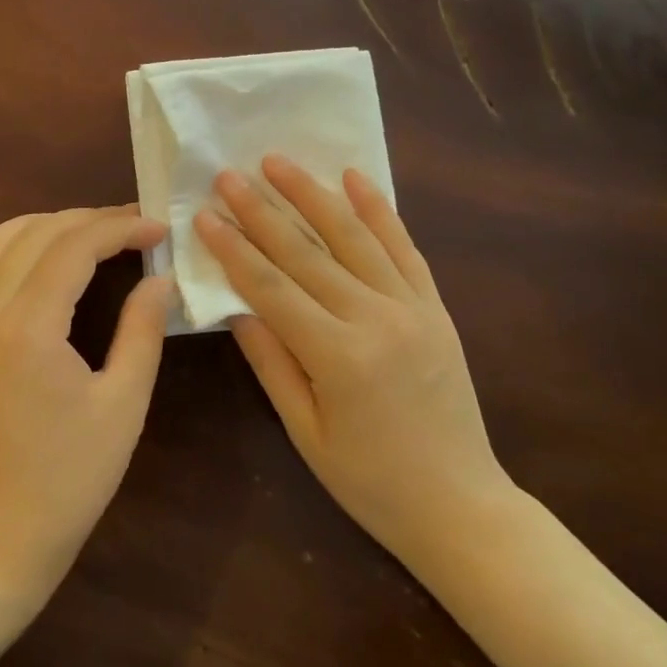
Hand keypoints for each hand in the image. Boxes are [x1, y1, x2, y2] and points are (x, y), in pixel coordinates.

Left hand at [0, 205, 172, 606]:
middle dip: (90, 219)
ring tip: (93, 234)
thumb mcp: (123, 404)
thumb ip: (142, 330)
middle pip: (36, 234)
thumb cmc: (71, 477)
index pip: (74, 246)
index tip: (161, 228)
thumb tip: (161, 280)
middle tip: (138, 227)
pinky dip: (12, 249)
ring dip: (47, 225)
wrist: (1, 538)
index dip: (121, 227)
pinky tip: (41, 264)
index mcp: (29, 326)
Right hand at [195, 157, 508, 564]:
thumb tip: (235, 309)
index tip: (205, 215)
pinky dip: (379, 210)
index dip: (234, 249)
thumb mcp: (307, 432)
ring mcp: (411, 307)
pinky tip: (355, 177)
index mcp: (338, 357)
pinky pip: (404, 247)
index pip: (271, 287)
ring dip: (313, 194)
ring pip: (354, 236)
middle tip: (229, 174)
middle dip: (262, 210)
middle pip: (306, 253)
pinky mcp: (435, 306)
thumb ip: (272, 364)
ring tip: (279, 161)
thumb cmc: (371, 482)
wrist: (460, 504)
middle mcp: (376, 319)